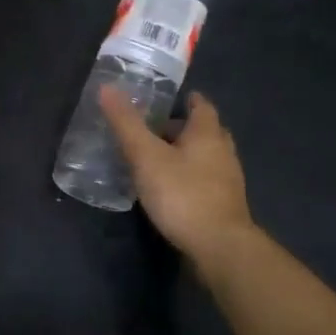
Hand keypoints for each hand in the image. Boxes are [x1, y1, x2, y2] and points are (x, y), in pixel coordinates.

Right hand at [99, 86, 256, 264]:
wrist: (219, 247)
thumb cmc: (182, 194)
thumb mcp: (146, 156)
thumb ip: (127, 124)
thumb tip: (107, 87)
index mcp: (207, 133)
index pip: (201, 105)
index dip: (187, 100)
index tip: (170, 100)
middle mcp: (223, 151)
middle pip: (206, 131)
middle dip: (183, 128)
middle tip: (156, 130)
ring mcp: (228, 180)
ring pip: (207, 157)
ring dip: (187, 154)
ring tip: (159, 159)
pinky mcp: (225, 205)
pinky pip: (206, 180)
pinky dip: (190, 177)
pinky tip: (171, 189)